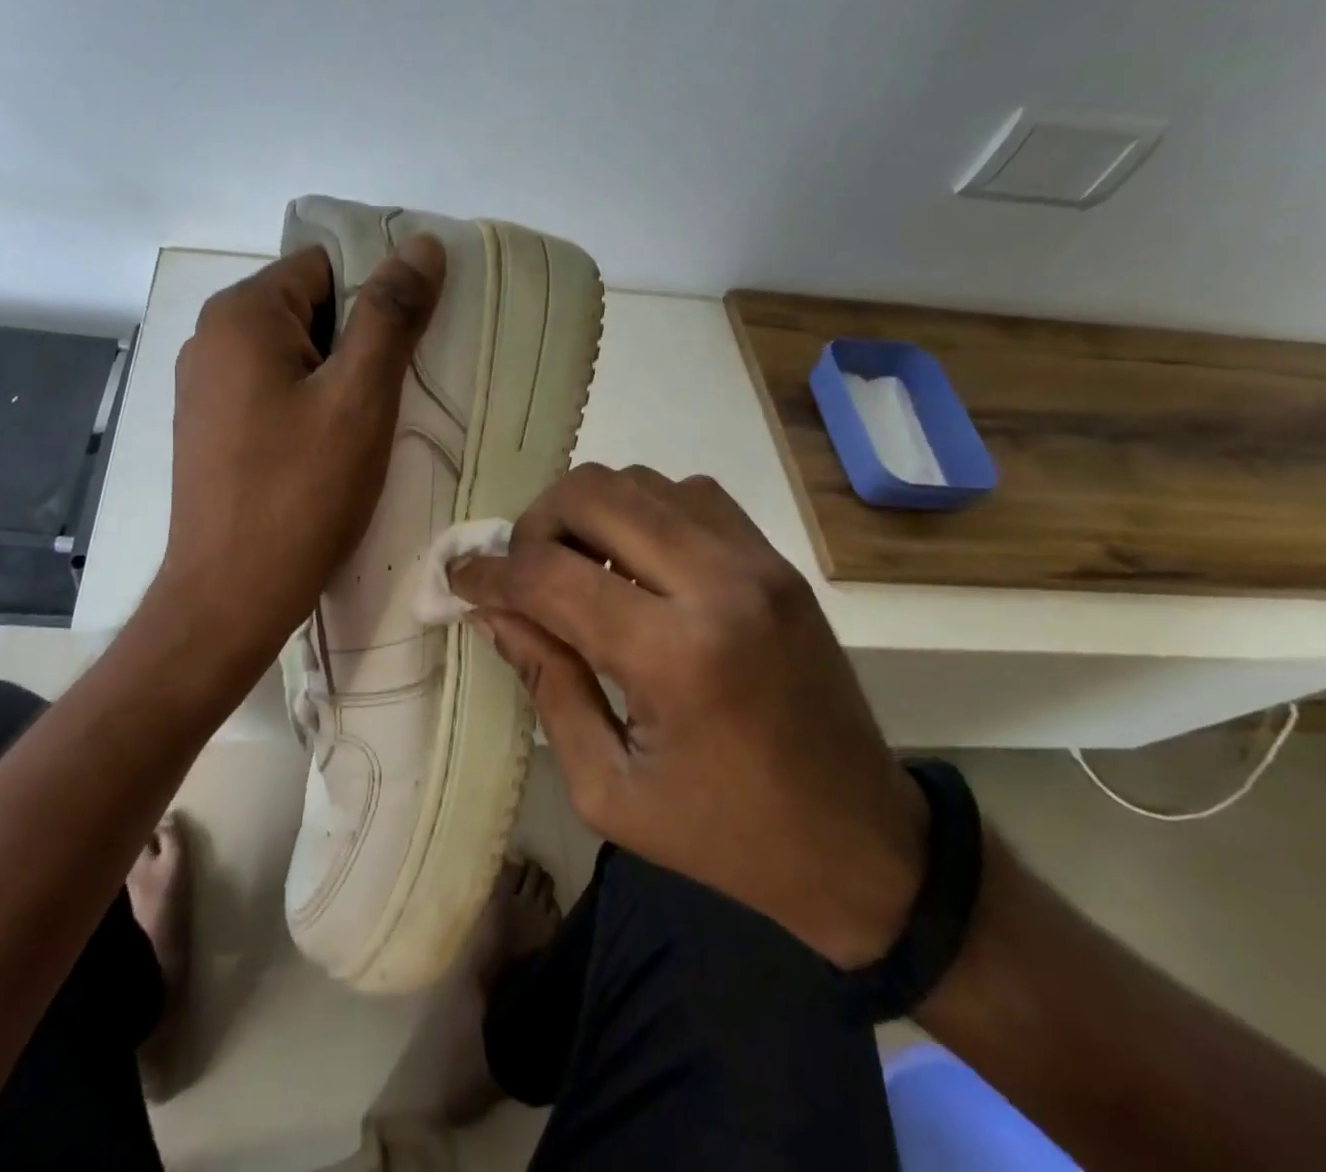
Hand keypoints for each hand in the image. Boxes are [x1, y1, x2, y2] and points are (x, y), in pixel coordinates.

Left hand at [156, 237, 445, 674]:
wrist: (231, 595)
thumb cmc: (301, 492)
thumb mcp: (360, 397)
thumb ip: (391, 314)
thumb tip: (422, 244)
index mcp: (240, 314)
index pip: (326, 266)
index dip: (377, 295)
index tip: (412, 344)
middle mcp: (210, 338)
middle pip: (307, 308)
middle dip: (359, 340)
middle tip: (397, 390)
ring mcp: (203, 387)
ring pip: (292, 354)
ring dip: (337, 376)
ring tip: (369, 423)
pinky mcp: (209, 429)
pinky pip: (271, 392)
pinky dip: (308, 405)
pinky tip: (331, 448)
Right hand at [451, 464, 926, 967]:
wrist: (863, 844)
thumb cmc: (725, 837)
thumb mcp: (607, 788)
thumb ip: (544, 683)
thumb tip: (493, 611)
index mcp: (674, 655)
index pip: (550, 576)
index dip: (490, 573)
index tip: (461, 580)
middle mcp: (719, 583)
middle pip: (594, 494)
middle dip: (535, 525)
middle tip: (522, 573)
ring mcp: (757, 561)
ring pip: (640, 480)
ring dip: (588, 513)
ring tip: (574, 566)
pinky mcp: (777, 560)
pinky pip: (689, 494)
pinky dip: (642, 510)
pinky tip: (634, 561)